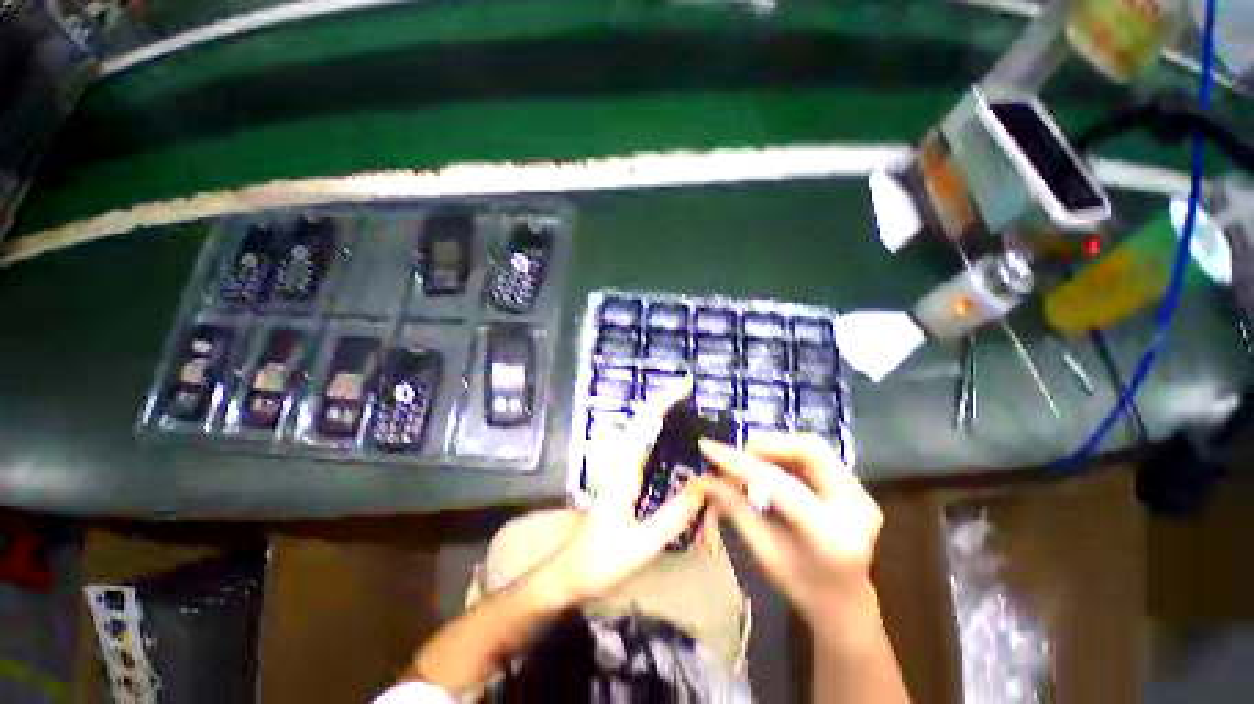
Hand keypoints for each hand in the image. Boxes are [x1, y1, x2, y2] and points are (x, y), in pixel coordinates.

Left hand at [540, 380, 706, 603]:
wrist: (571, 574)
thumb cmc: (600, 560)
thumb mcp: (641, 545)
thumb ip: (672, 517)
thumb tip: (703, 485)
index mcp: (624, 471)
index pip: (644, 425)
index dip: (663, 401)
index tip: (684, 385)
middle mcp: (623, 464)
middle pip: (646, 423)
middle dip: (669, 405)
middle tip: (697, 400)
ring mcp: (624, 472)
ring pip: (646, 436)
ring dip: (667, 420)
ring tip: (695, 418)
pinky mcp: (627, 482)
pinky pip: (648, 453)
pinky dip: (665, 442)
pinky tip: (682, 453)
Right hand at [699, 433, 883, 624]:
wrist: (846, 604)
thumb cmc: (801, 586)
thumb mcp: (763, 551)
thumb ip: (735, 509)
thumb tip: (705, 479)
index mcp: (830, 536)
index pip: (779, 485)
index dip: (740, 463)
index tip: (708, 448)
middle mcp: (856, 508)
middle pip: (810, 451)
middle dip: (767, 445)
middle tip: (738, 454)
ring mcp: (862, 495)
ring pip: (814, 448)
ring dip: (777, 447)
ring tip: (751, 460)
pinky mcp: (858, 488)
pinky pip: (817, 456)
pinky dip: (788, 454)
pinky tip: (771, 466)